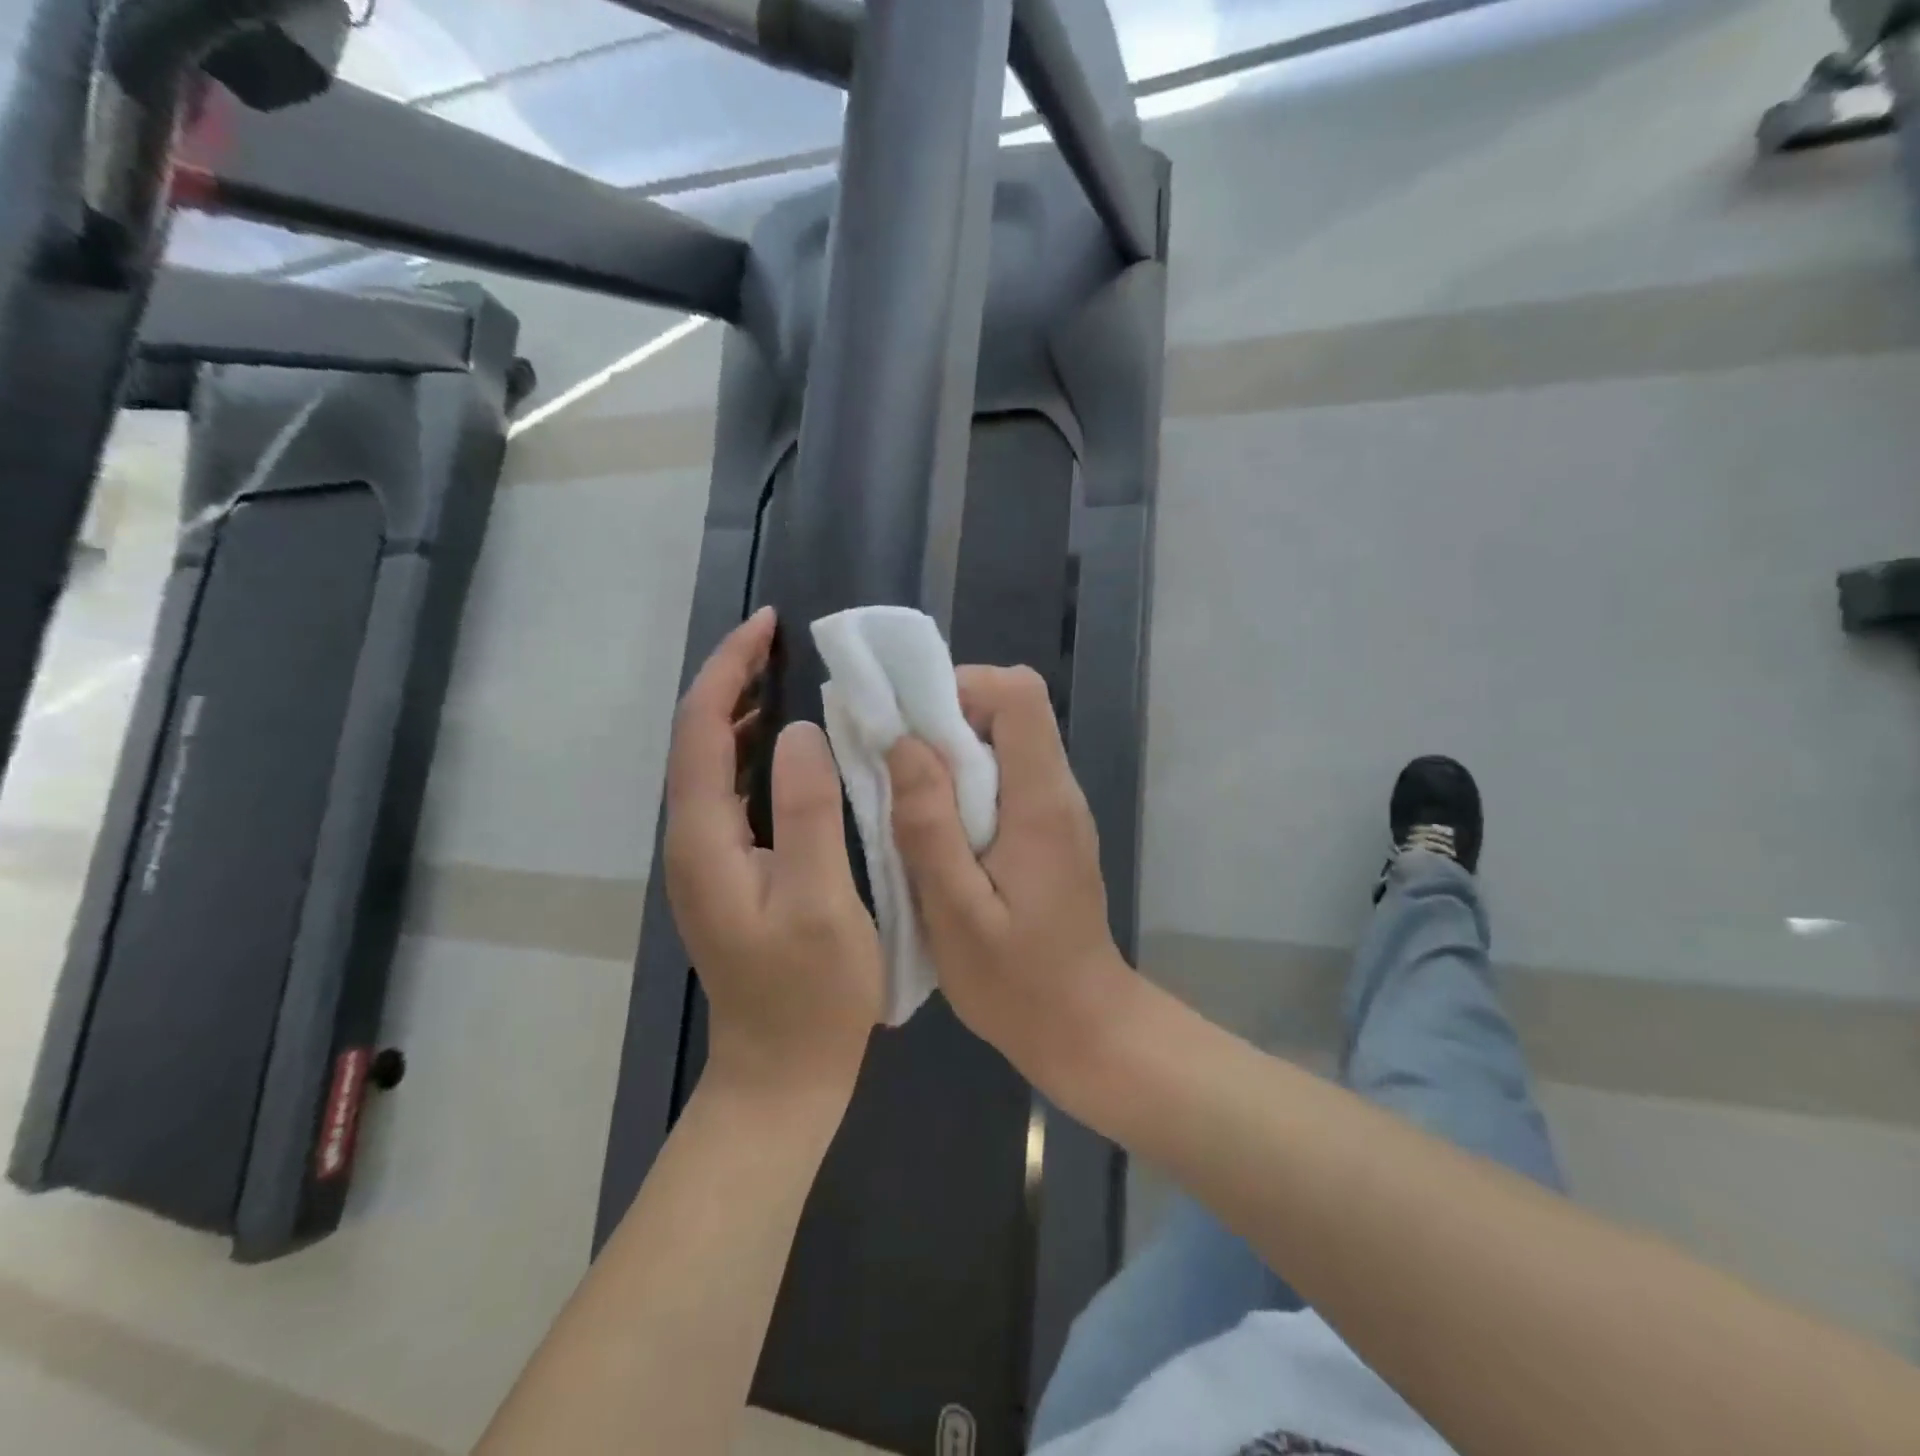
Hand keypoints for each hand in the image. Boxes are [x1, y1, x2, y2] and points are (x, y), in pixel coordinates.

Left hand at [664, 608, 882, 1099]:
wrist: (781, 1075)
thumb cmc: (810, 995)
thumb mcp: (821, 902)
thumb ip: (808, 813)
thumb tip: (799, 732)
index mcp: (705, 841)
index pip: (700, 730)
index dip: (729, 670)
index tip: (768, 625)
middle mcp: (692, 841)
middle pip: (697, 739)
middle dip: (731, 680)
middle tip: (780, 640)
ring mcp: (707, 859)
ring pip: (711, 764)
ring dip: (739, 712)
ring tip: (783, 675)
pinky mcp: (729, 872)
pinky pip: (731, 791)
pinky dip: (751, 752)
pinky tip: (785, 746)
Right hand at [887, 665, 1134, 1094]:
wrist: (1083, 1027)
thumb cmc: (1017, 982)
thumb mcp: (957, 911)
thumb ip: (929, 825)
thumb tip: (904, 743)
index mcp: (1042, 801)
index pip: (1020, 695)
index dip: (963, 688)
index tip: (911, 726)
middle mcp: (1057, 791)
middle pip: (1011, 711)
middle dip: (946, 719)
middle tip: (895, 766)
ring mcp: (1057, 810)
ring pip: (1005, 743)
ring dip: (952, 754)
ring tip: (907, 800)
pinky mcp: (1048, 830)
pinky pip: (1006, 778)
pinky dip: (966, 783)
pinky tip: (938, 831)